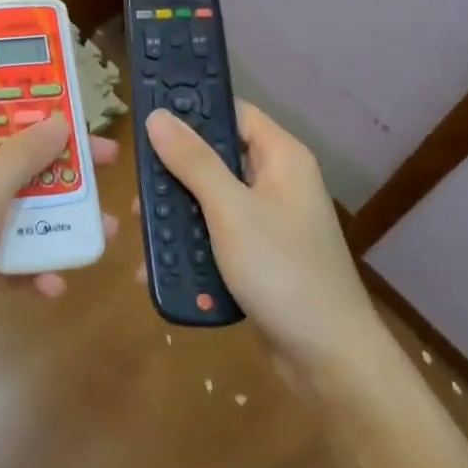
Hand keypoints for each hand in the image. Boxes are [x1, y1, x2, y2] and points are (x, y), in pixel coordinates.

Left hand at [0, 88, 118, 392]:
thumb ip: (19, 157)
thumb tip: (57, 119)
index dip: (9, 89)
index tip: (56, 85)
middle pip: (7, 155)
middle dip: (55, 157)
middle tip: (104, 155)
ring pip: (17, 207)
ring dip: (57, 215)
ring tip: (104, 223)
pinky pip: (11, 255)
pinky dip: (34, 265)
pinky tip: (55, 283)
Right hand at [142, 103, 388, 397]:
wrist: (327, 357)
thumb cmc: (282, 271)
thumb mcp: (231, 211)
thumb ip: (193, 161)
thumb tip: (158, 116)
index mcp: (281, 158)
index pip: (232, 112)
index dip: (193, 110)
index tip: (147, 118)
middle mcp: (276, 182)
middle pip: (215, 159)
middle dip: (174, 176)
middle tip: (140, 194)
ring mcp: (268, 222)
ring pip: (209, 201)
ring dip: (177, 217)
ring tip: (145, 235)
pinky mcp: (258, 256)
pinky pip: (216, 237)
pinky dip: (191, 247)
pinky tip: (162, 267)